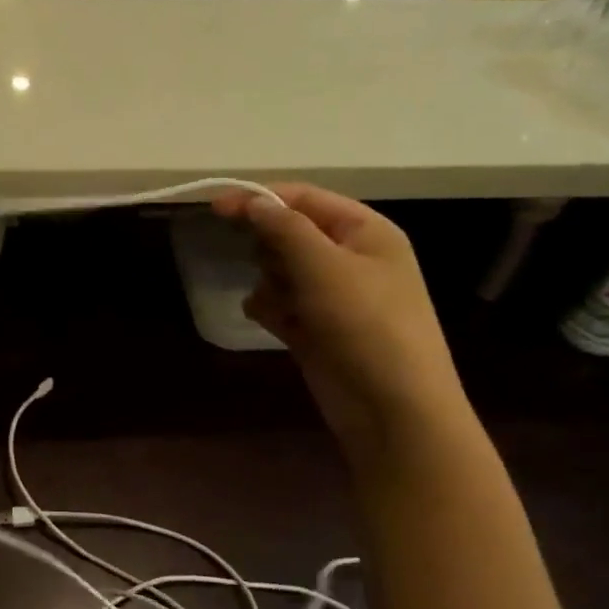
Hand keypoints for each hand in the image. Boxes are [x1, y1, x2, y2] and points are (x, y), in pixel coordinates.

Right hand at [213, 184, 465, 448]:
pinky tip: (270, 321)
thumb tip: (253, 201)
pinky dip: (269, 309)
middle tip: (267, 266)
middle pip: (289, 233)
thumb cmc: (367, 325)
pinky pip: (279, 304)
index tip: (216, 207)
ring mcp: (331, 296)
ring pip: (279, 270)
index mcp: (365, 232)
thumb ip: (284, 228)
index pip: (305, 199)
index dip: (261, 198)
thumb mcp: (325, 266)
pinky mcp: (315, 328)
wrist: (393, 409)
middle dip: (270, 248)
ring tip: (279, 304)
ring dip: (269, 282)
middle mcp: (349, 258)